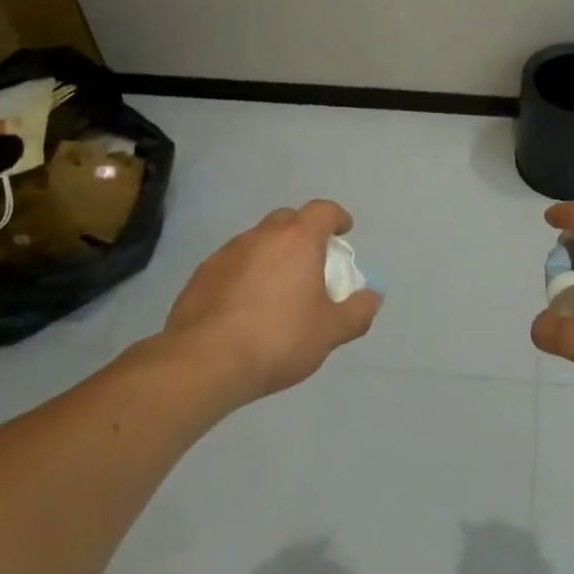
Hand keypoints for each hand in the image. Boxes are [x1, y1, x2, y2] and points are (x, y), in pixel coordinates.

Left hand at [160, 200, 381, 405]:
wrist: (203, 363)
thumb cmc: (277, 339)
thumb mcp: (330, 332)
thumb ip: (357, 312)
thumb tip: (372, 296)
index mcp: (298, 239)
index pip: (323, 210)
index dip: (336, 218)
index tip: (343, 232)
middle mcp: (262, 235)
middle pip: (288, 220)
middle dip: (303, 233)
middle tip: (312, 262)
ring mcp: (227, 252)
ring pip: (258, 240)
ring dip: (272, 253)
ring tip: (278, 287)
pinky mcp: (201, 274)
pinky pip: (233, 263)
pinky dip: (246, 272)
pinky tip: (245, 305)